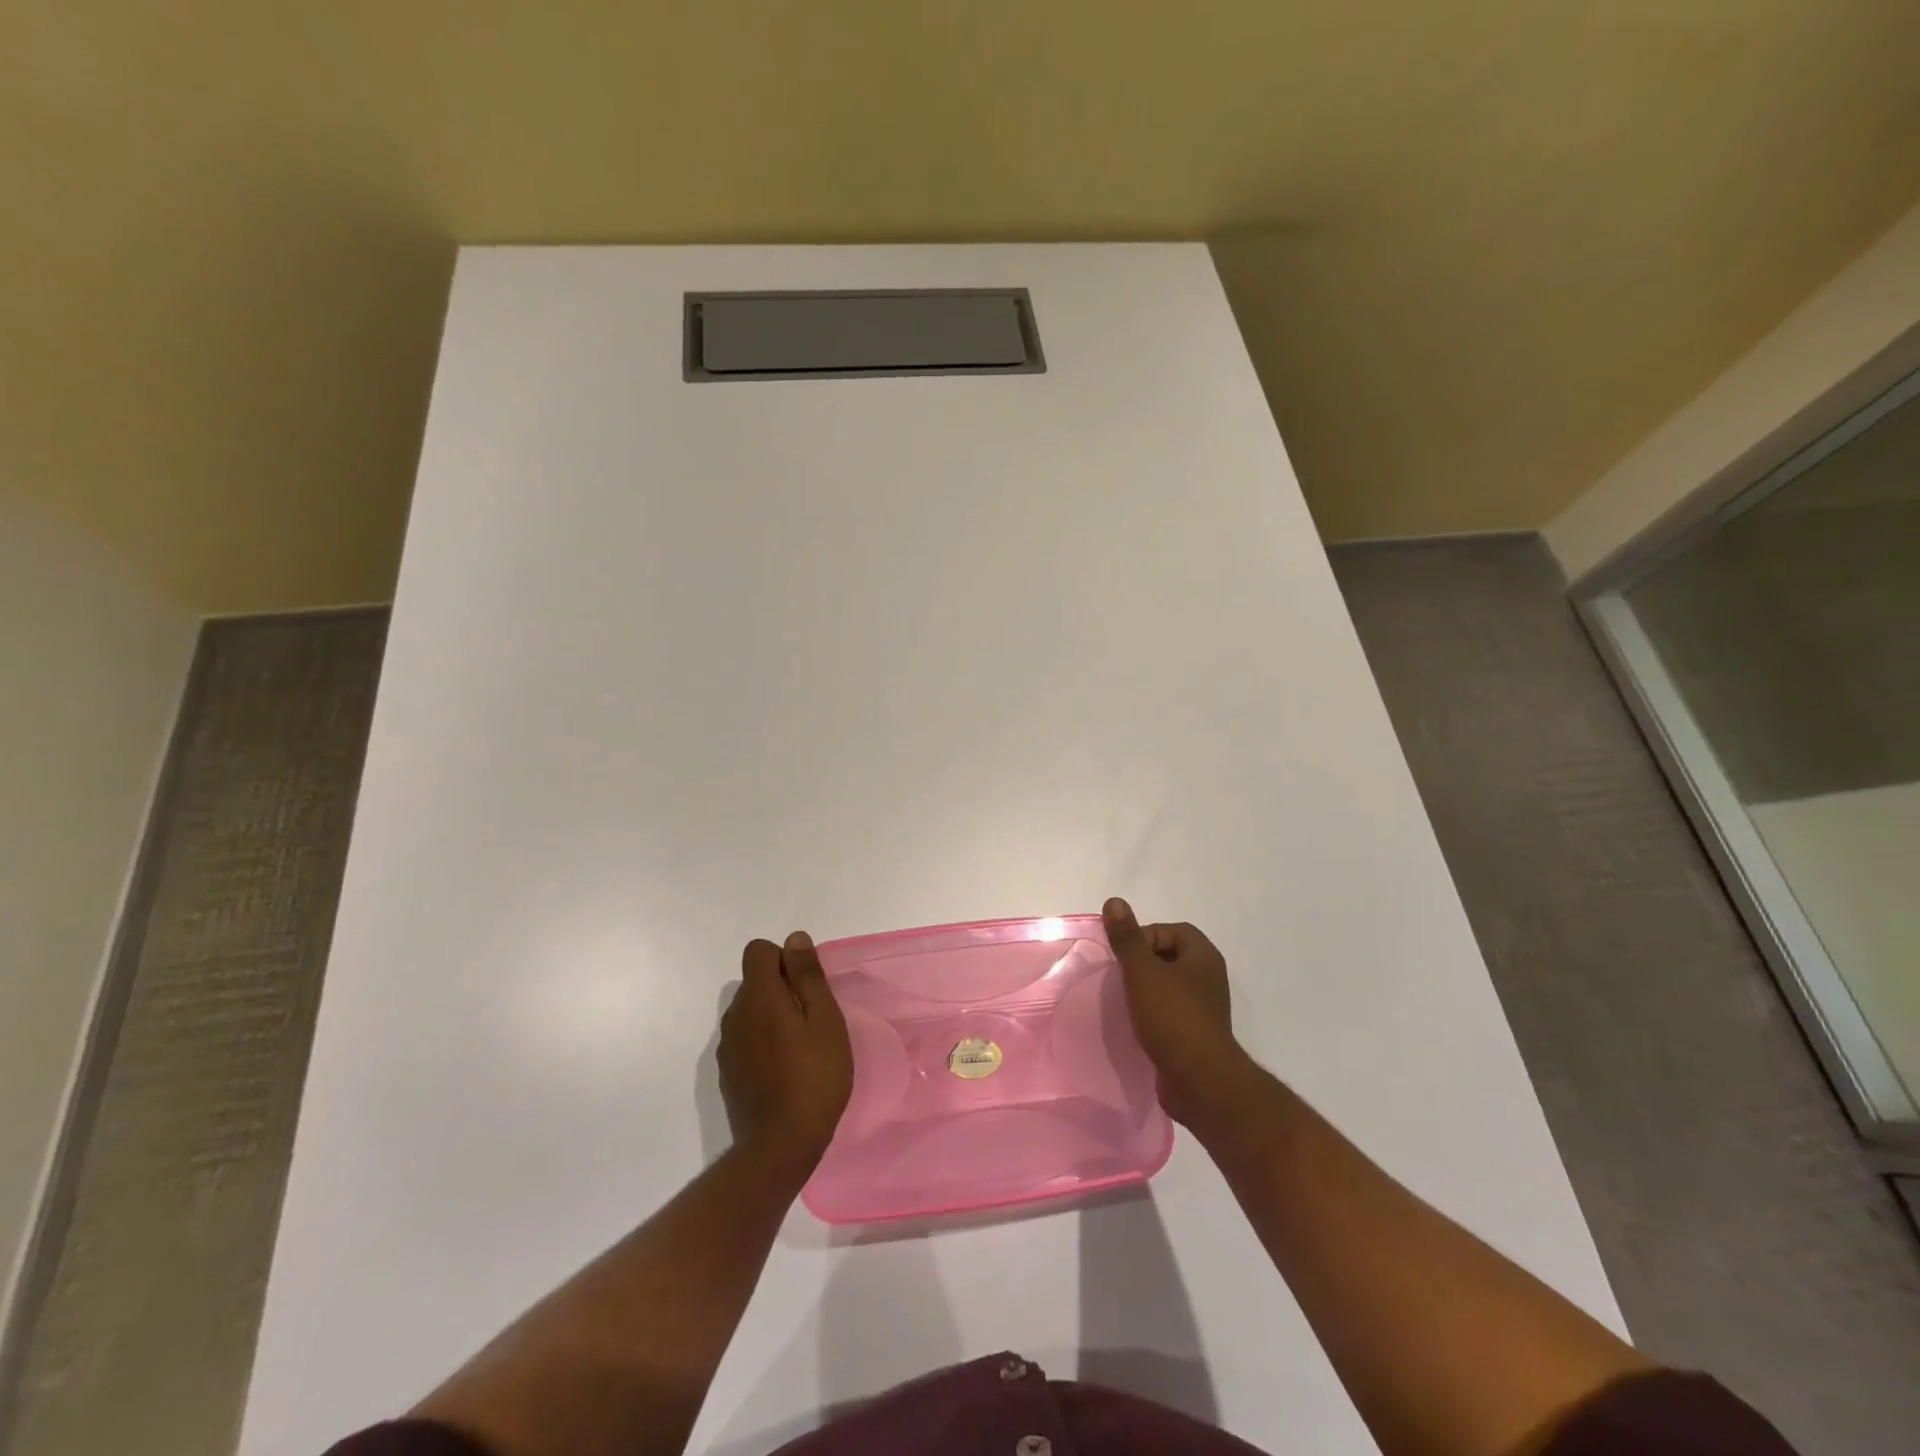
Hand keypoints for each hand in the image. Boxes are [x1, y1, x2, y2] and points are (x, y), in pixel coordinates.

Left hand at [719, 931, 852, 1177]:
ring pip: (750, 1011)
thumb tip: (794, 939)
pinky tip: (784, 1070)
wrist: (779, 1146)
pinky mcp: (728, 1072)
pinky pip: (746, 1039)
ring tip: (801, 1047)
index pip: (758, 951)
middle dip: (781, 988)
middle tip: (812, 1019)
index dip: (784, 958)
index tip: (807, 986)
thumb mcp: (824, 1020)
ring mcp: (727, 1046)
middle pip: (754, 981)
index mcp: (758, 996)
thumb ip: (807, 976)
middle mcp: (735, 1014)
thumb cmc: (814, 1076)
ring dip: (772, 1016)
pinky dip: (763, 1042)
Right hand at [1103, 898, 1253, 1127]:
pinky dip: (1151, 1014)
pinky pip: (1169, 1013)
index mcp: (1203, 957)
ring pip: (1167, 987)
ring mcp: (1204, 1009)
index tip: (1124, 956)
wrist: (1199, 1081)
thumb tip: (1114, 902)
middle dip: (1142, 963)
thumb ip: (1127, 938)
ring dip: (1145, 990)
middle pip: (1168, 957)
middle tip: (1120, 976)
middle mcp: (1208, 978)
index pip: (1171, 930)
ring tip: (1123, 1001)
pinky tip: (1135, 1025)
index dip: (1144, 936)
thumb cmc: (1172, 1017)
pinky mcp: (1195, 1035)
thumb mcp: (1143, 971)